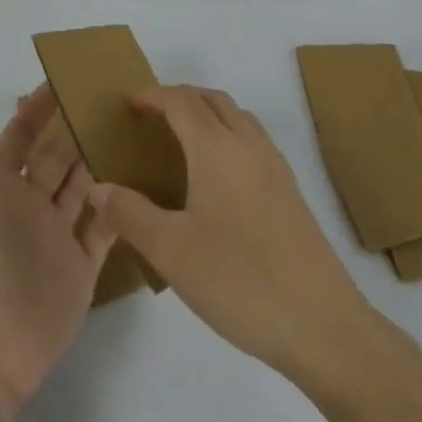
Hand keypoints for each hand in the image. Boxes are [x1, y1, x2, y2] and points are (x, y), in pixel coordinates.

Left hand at [0, 80, 114, 408]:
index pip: (22, 135)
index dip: (40, 107)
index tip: (67, 77)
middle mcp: (29, 205)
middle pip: (58, 155)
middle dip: (79, 126)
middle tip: (111, 96)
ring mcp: (58, 236)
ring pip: (86, 184)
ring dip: (102, 157)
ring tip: (132, 126)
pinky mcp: (83, 268)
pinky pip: (107, 226)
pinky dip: (121, 202)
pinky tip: (142, 176)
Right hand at [89, 85, 373, 381]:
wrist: (323, 325)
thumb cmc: (240, 281)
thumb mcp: (171, 251)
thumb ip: (130, 213)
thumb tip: (98, 188)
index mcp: (217, 149)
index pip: (182, 102)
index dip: (154, 96)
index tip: (129, 105)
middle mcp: (249, 146)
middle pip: (214, 100)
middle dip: (181, 98)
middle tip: (151, 117)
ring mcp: (276, 168)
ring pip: (239, 117)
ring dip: (209, 113)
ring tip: (182, 140)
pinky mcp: (291, 193)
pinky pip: (254, 141)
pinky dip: (229, 136)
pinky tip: (218, 178)